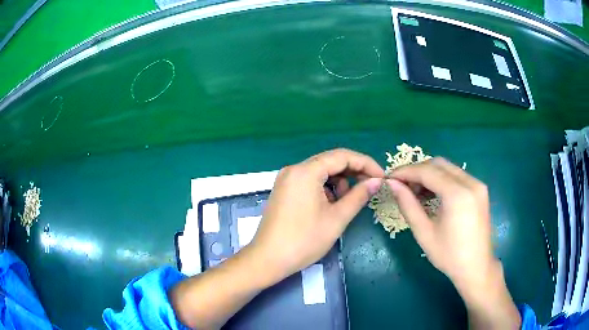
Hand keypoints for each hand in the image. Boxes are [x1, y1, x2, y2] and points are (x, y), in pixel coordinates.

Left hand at [250, 148, 383, 281]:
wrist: (268, 259)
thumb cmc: (304, 241)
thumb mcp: (337, 218)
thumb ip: (359, 196)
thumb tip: (377, 181)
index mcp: (306, 171)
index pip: (343, 156)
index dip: (366, 164)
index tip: (382, 177)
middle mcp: (294, 169)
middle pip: (331, 161)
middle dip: (353, 172)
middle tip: (371, 187)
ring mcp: (287, 179)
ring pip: (321, 171)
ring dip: (339, 181)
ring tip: (347, 202)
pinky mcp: (284, 189)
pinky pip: (310, 181)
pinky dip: (325, 188)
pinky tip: (331, 204)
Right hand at [386, 158, 519, 328]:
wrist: (476, 267)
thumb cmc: (449, 256)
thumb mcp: (424, 233)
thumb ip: (408, 205)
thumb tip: (392, 184)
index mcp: (457, 194)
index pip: (427, 171)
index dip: (406, 172)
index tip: (389, 178)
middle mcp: (470, 182)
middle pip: (438, 164)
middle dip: (417, 171)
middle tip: (402, 186)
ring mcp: (478, 184)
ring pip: (448, 168)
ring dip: (429, 174)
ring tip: (416, 192)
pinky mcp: (480, 189)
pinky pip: (457, 176)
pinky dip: (442, 180)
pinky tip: (433, 194)